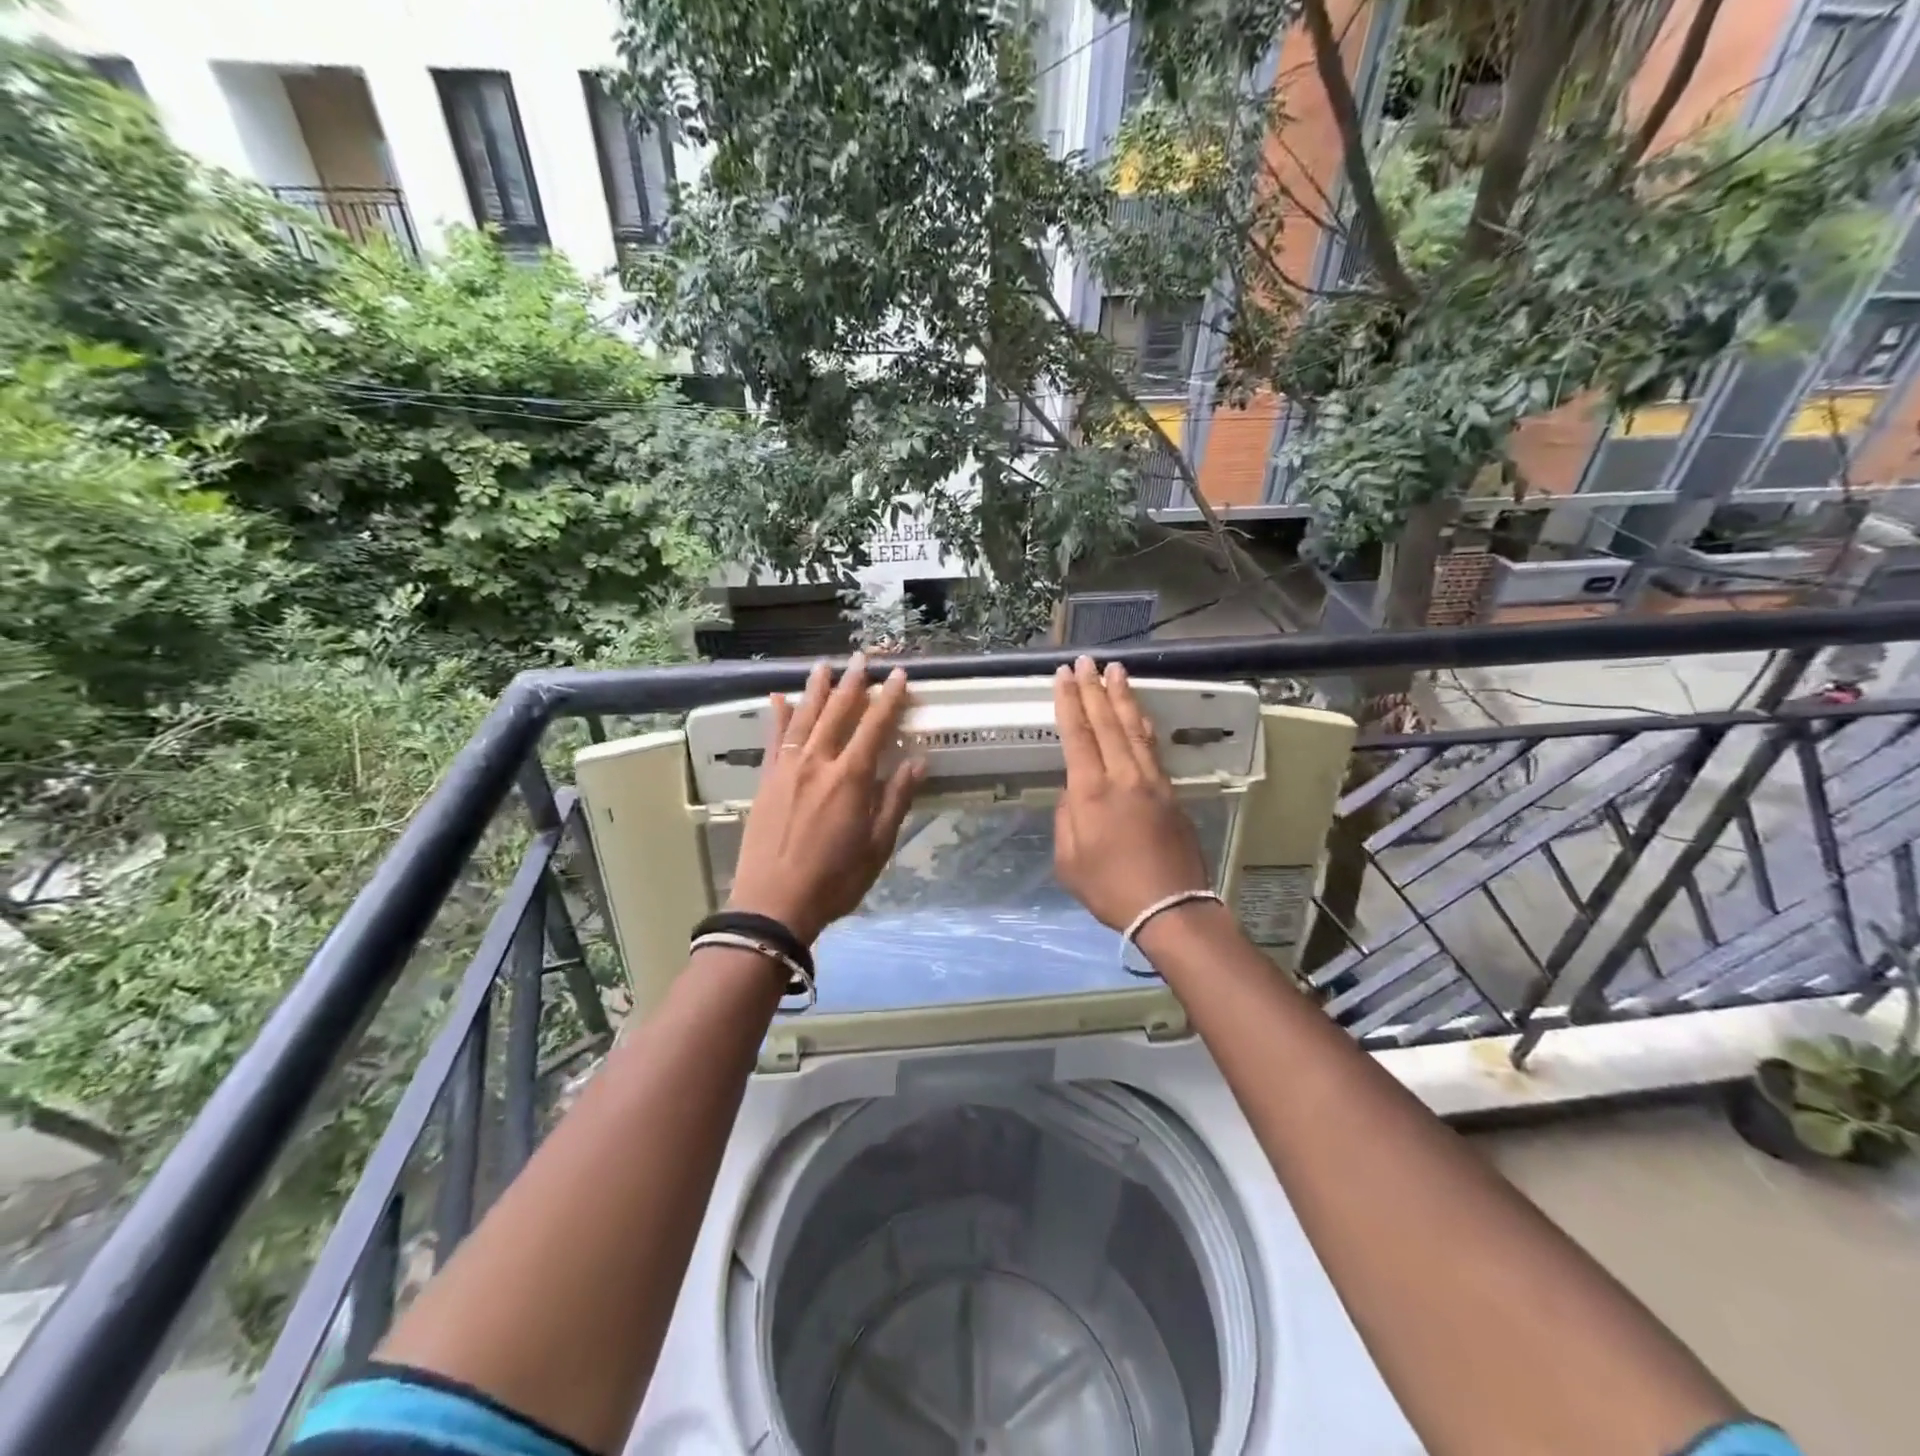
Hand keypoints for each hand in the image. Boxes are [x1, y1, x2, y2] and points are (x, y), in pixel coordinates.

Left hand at [728, 653, 924, 945]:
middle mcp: (818, 763)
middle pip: (837, 712)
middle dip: (853, 683)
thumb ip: (895, 800)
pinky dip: (777, 716)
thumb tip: (917, 762)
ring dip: (816, 689)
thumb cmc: (835, 880)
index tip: (899, 675)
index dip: (889, 699)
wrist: (773, 904)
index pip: (875, 726)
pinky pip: (773, 740)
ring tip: (825, 665)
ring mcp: (787, 769)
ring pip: (804, 718)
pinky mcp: (766, 780)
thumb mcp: (878, 846)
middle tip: (862, 657)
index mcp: (851, 778)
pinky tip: (778, 697)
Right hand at [1053, 657, 1211, 931]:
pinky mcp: (1171, 793)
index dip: (1068, 702)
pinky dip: (1143, 725)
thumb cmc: (1110, 889)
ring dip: (1123, 697)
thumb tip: (1075, 793)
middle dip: (1093, 689)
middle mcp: (1123, 777)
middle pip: (1106, 722)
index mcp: (1091, 792)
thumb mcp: (1069, 861)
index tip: (1063, 676)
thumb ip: (1067, 819)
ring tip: (1116, 671)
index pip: (1077, 735)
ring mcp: (1151, 782)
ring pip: (1134, 729)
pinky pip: (1152, 748)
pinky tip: (1140, 714)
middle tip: (1086, 661)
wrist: (1171, 908)